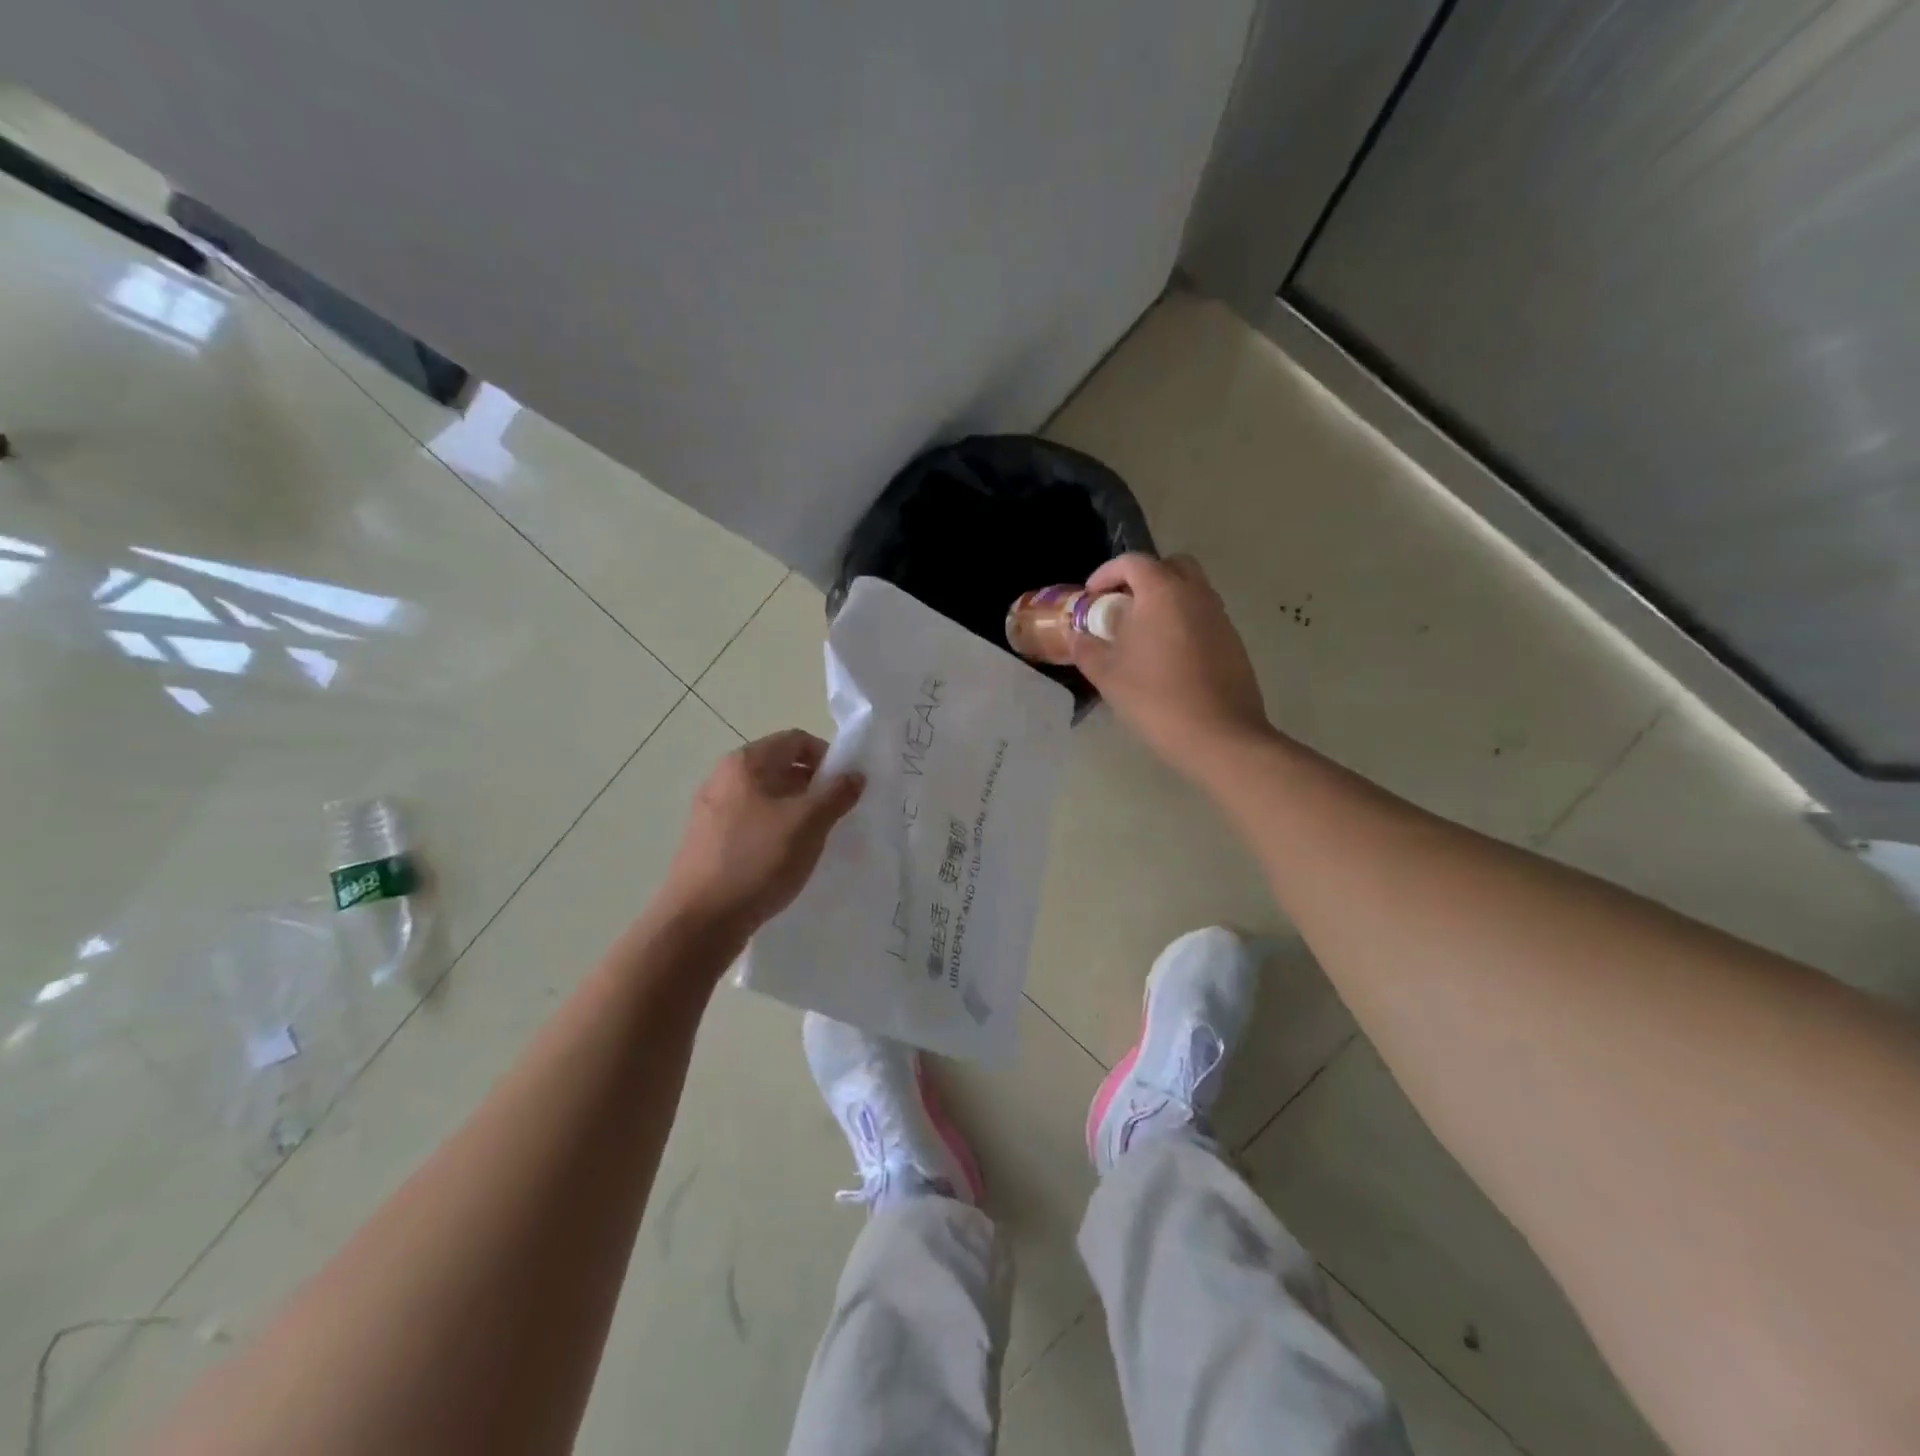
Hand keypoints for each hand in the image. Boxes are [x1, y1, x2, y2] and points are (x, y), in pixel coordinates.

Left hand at [661, 729, 863, 937]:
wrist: (699, 922)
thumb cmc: (756, 861)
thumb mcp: (808, 824)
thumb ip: (836, 794)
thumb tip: (855, 774)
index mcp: (744, 763)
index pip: (796, 740)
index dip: (828, 757)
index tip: (847, 787)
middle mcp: (723, 778)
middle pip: (780, 766)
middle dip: (814, 786)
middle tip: (837, 814)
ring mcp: (712, 810)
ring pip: (767, 797)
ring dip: (796, 810)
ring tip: (815, 839)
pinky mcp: (708, 840)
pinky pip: (752, 822)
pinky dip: (775, 830)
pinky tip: (786, 859)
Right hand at [1070, 553, 1271, 772]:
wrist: (1219, 736)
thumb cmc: (1156, 699)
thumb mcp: (1108, 675)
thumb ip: (1087, 648)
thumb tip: (1078, 635)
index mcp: (1163, 593)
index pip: (1132, 563)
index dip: (1106, 573)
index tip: (1091, 597)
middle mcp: (1196, 594)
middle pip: (1170, 566)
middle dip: (1143, 579)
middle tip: (1122, 606)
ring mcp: (1220, 617)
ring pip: (1191, 591)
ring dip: (1165, 601)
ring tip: (1143, 634)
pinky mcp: (1233, 641)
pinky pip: (1203, 617)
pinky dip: (1183, 622)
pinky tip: (1168, 658)